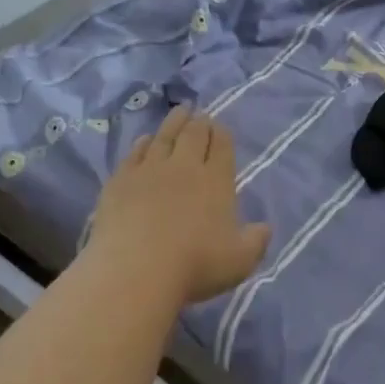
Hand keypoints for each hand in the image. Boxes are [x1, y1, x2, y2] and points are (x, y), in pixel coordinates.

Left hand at [90, 106, 270, 305]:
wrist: (136, 270)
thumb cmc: (195, 266)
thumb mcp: (240, 261)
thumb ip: (256, 241)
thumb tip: (264, 228)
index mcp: (215, 180)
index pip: (221, 146)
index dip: (221, 133)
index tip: (220, 127)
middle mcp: (183, 167)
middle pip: (192, 134)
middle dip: (199, 122)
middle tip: (199, 114)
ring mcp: (148, 171)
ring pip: (163, 137)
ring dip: (173, 123)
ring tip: (178, 113)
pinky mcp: (120, 181)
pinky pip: (134, 154)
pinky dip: (142, 143)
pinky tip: (144, 141)